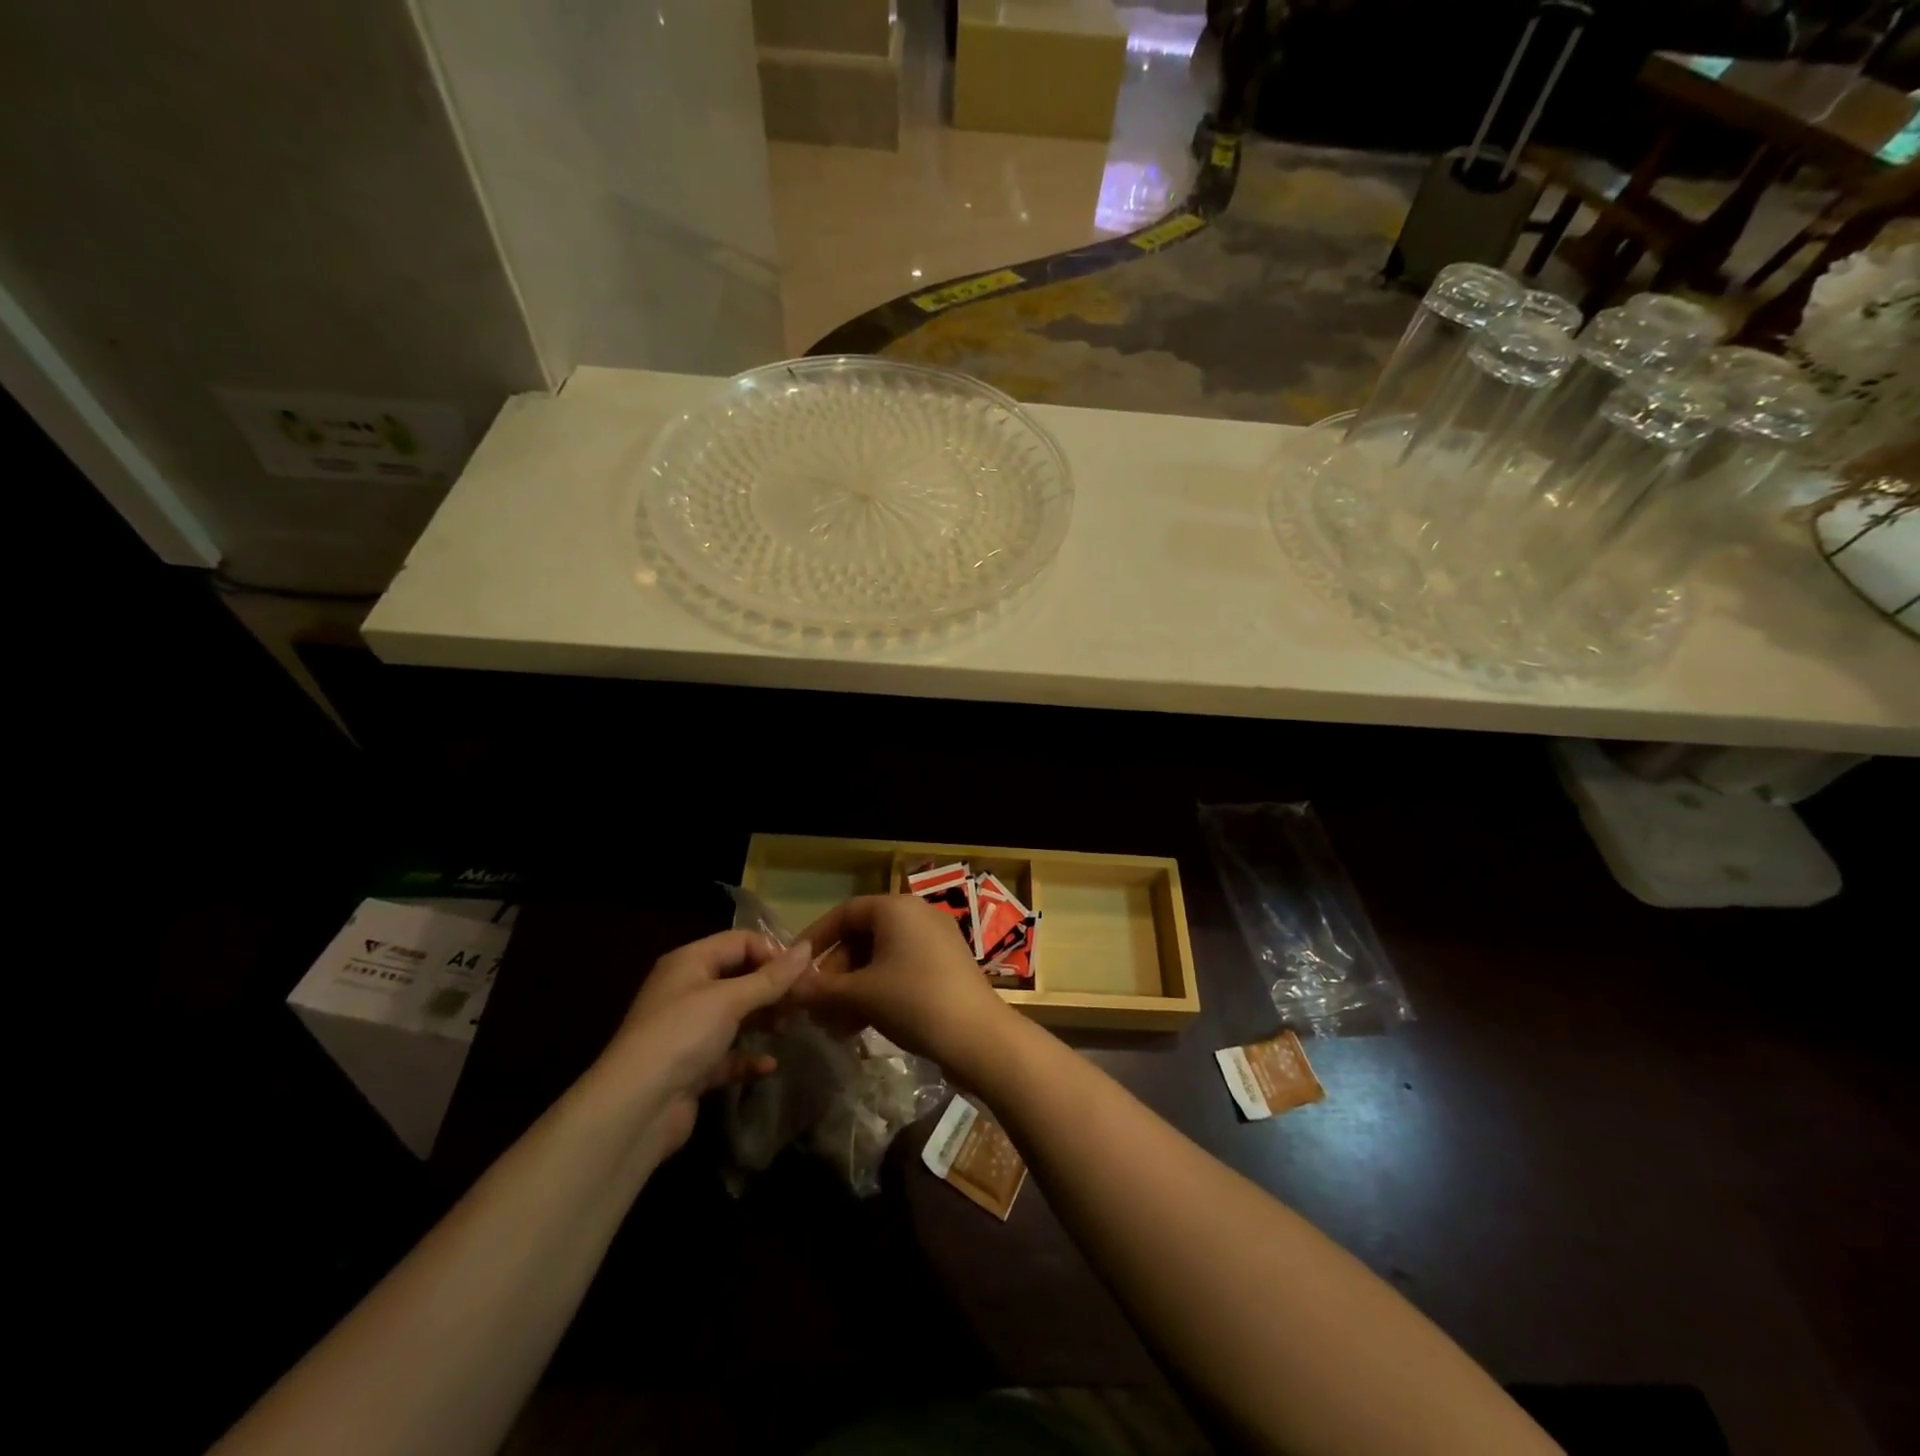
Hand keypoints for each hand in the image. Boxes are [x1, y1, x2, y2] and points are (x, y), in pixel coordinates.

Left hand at [594, 930, 812, 1155]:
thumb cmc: (683, 1035)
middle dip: (772, 988)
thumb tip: (808, 947)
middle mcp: (686, 990)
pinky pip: (727, 1054)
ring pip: (735, 1016)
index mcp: (689, 962)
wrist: (635, 1109)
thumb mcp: (731, 999)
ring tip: (788, 1028)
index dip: (772, 952)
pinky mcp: (691, 1067)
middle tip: (804, 1001)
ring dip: (763, 1020)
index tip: (802, 973)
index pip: (739, 941)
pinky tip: (769, 1065)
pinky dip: (748, 1057)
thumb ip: (772, 976)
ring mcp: (687, 1030)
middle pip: (739, 977)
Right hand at [788, 895, 1015, 1076]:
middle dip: (835, 973)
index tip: (795, 968)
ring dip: (853, 988)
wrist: (978, 1036)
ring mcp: (935, 940)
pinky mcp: (946, 966)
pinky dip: (878, 992)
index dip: (816, 939)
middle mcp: (917, 915)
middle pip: (863, 937)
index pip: (845, 913)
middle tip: (816, 1006)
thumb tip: (786, 989)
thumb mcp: (861, 994)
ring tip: (834, 1025)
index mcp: (896, 908)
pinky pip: (901, 970)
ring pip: (881, 958)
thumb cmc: (913, 1001)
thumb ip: (820, 989)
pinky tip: (860, 1026)